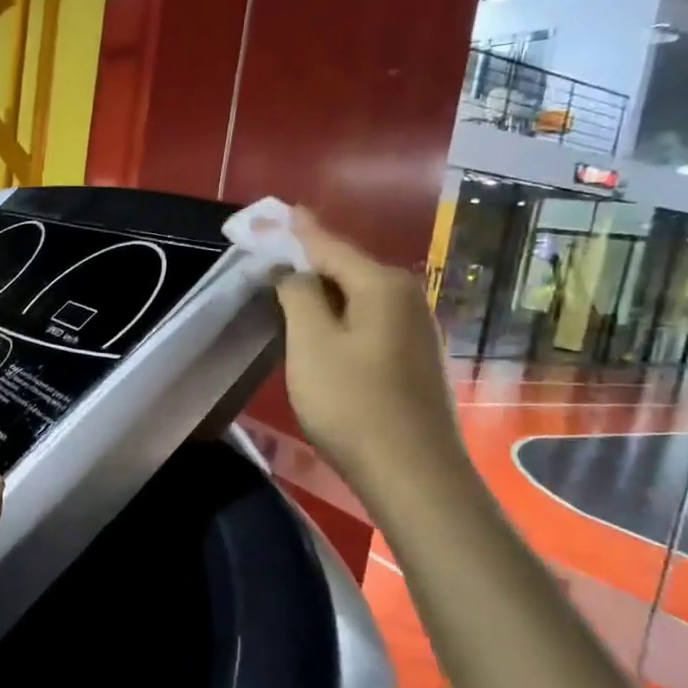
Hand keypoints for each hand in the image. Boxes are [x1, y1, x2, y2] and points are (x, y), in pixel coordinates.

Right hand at [274, 210, 463, 495]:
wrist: (412, 473)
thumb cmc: (352, 403)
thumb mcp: (311, 343)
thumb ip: (298, 295)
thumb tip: (293, 269)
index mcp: (381, 284)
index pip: (329, 244)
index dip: (294, 230)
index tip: (270, 214)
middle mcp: (407, 297)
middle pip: (348, 267)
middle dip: (309, 259)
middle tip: (273, 253)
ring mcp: (417, 329)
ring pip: (359, 297)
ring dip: (325, 291)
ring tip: (291, 288)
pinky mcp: (415, 359)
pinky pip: (370, 321)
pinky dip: (342, 316)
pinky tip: (326, 329)